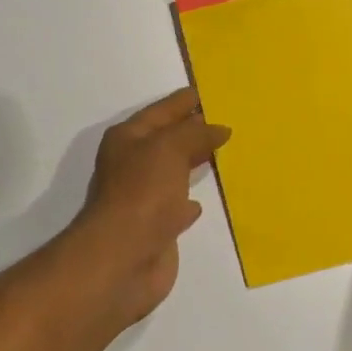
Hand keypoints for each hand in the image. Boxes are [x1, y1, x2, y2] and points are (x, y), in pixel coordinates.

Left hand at [63, 88, 229, 331]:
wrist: (122, 259)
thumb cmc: (142, 194)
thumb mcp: (169, 149)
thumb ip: (196, 134)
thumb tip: (220, 128)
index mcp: (128, 139)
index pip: (162, 110)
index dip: (186, 100)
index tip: (213, 91)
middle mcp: (133, 164)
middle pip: (168, 139)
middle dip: (194, 129)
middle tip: (228, 118)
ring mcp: (143, 197)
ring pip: (174, 171)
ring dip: (194, 162)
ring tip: (224, 151)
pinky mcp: (156, 226)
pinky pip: (177, 204)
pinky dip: (189, 200)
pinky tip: (202, 201)